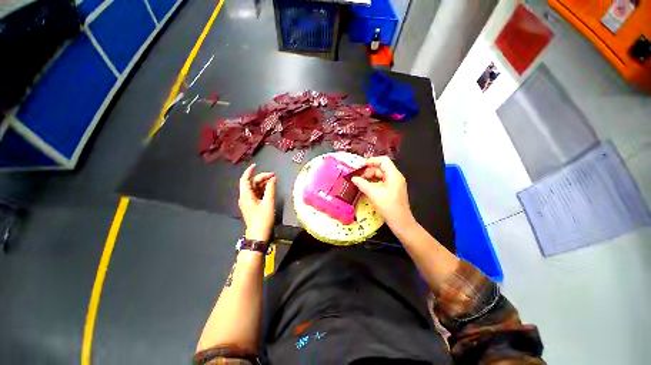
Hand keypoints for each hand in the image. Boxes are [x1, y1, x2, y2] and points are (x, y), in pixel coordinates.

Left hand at [238, 164, 275, 241]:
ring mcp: (248, 202)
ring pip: (254, 188)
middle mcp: (244, 197)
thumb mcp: (268, 202)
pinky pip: (256, 194)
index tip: (256, 165)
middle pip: (251, 183)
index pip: (245, 179)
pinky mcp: (251, 205)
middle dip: (261, 178)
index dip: (249, 171)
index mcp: (246, 195)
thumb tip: (273, 178)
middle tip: (274, 176)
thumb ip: (270, 189)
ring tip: (274, 181)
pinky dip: (262, 190)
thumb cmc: (263, 218)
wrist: (258, 234)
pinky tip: (270, 188)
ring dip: (263, 184)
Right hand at [351, 156, 415, 231]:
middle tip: (359, 177)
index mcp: (394, 175)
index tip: (360, 166)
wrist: (401, 223)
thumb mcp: (374, 195)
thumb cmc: (389, 207)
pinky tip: (367, 187)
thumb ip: (363, 184)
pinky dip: (374, 182)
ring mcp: (395, 183)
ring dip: (371, 177)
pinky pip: (382, 181)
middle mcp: (396, 177)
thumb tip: (353, 178)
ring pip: (381, 175)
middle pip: (381, 167)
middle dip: (369, 170)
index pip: (383, 160)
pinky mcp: (393, 189)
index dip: (371, 161)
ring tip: (361, 182)